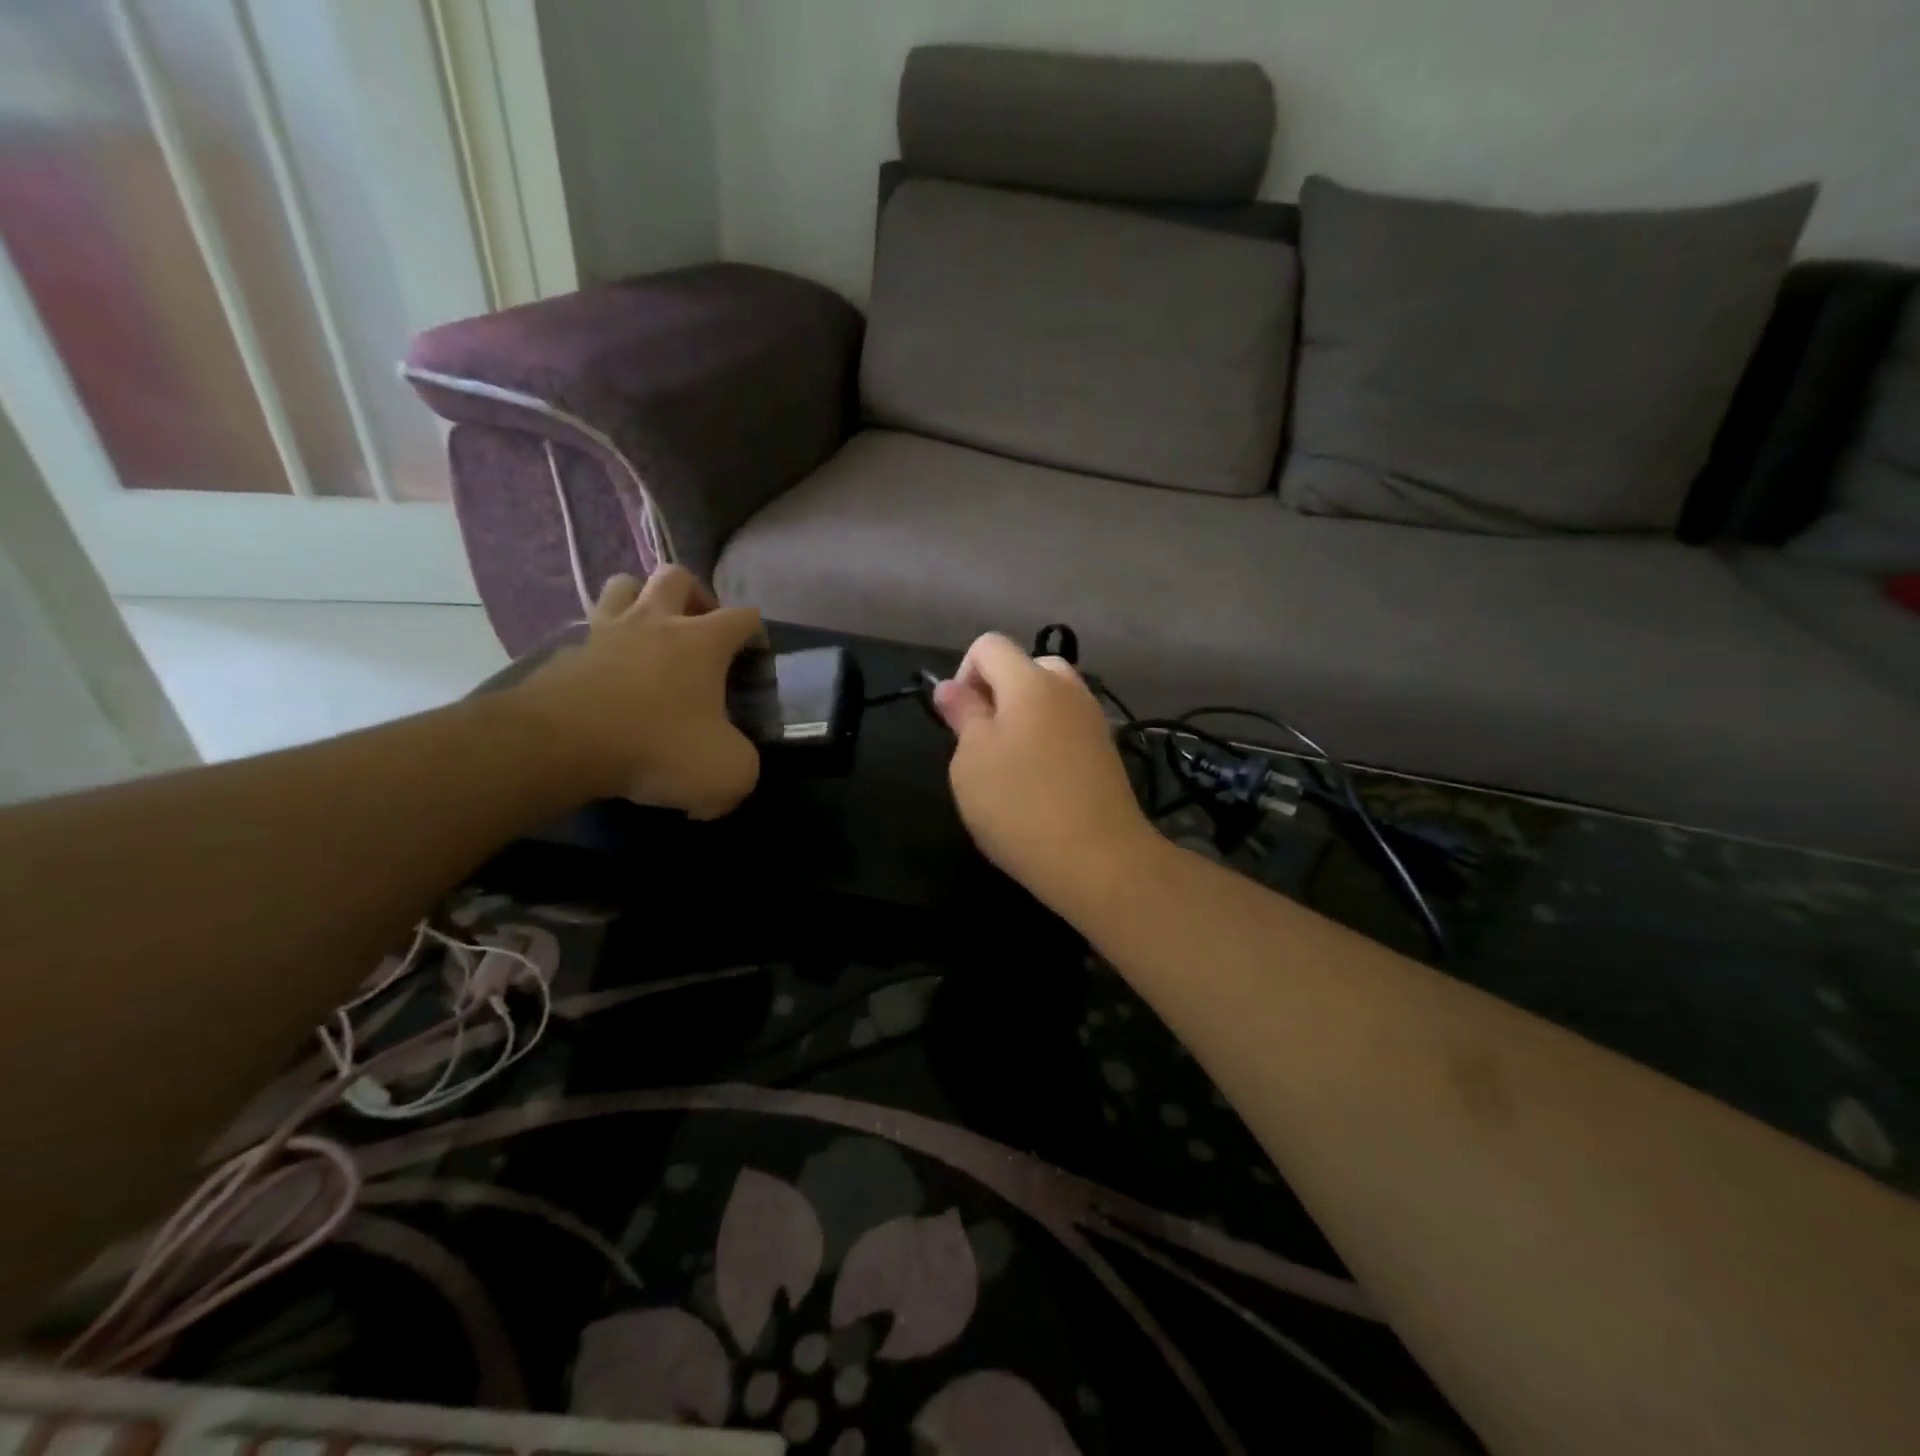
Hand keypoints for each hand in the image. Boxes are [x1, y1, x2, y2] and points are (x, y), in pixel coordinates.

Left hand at [505, 567, 762, 816]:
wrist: (558, 745)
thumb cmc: (656, 746)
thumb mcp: (727, 771)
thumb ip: (743, 765)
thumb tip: (729, 768)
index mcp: (701, 641)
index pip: (743, 616)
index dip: (755, 632)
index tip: (754, 655)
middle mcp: (654, 622)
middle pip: (676, 576)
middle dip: (694, 594)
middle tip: (698, 627)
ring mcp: (604, 632)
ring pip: (622, 585)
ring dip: (639, 600)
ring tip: (648, 634)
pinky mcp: (564, 653)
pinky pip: (586, 632)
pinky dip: (601, 644)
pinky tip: (606, 674)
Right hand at [934, 633, 1160, 912]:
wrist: (1098, 858)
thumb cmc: (1020, 805)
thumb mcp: (972, 760)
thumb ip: (962, 715)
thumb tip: (949, 686)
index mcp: (1030, 681)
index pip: (989, 645)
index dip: (963, 674)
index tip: (959, 721)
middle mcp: (1068, 689)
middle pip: (1026, 666)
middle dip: (998, 693)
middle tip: (984, 741)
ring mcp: (1093, 719)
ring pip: (1050, 698)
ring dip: (1024, 717)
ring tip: (1011, 766)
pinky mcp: (1107, 751)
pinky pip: (1068, 726)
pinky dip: (1049, 740)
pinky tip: (1041, 784)